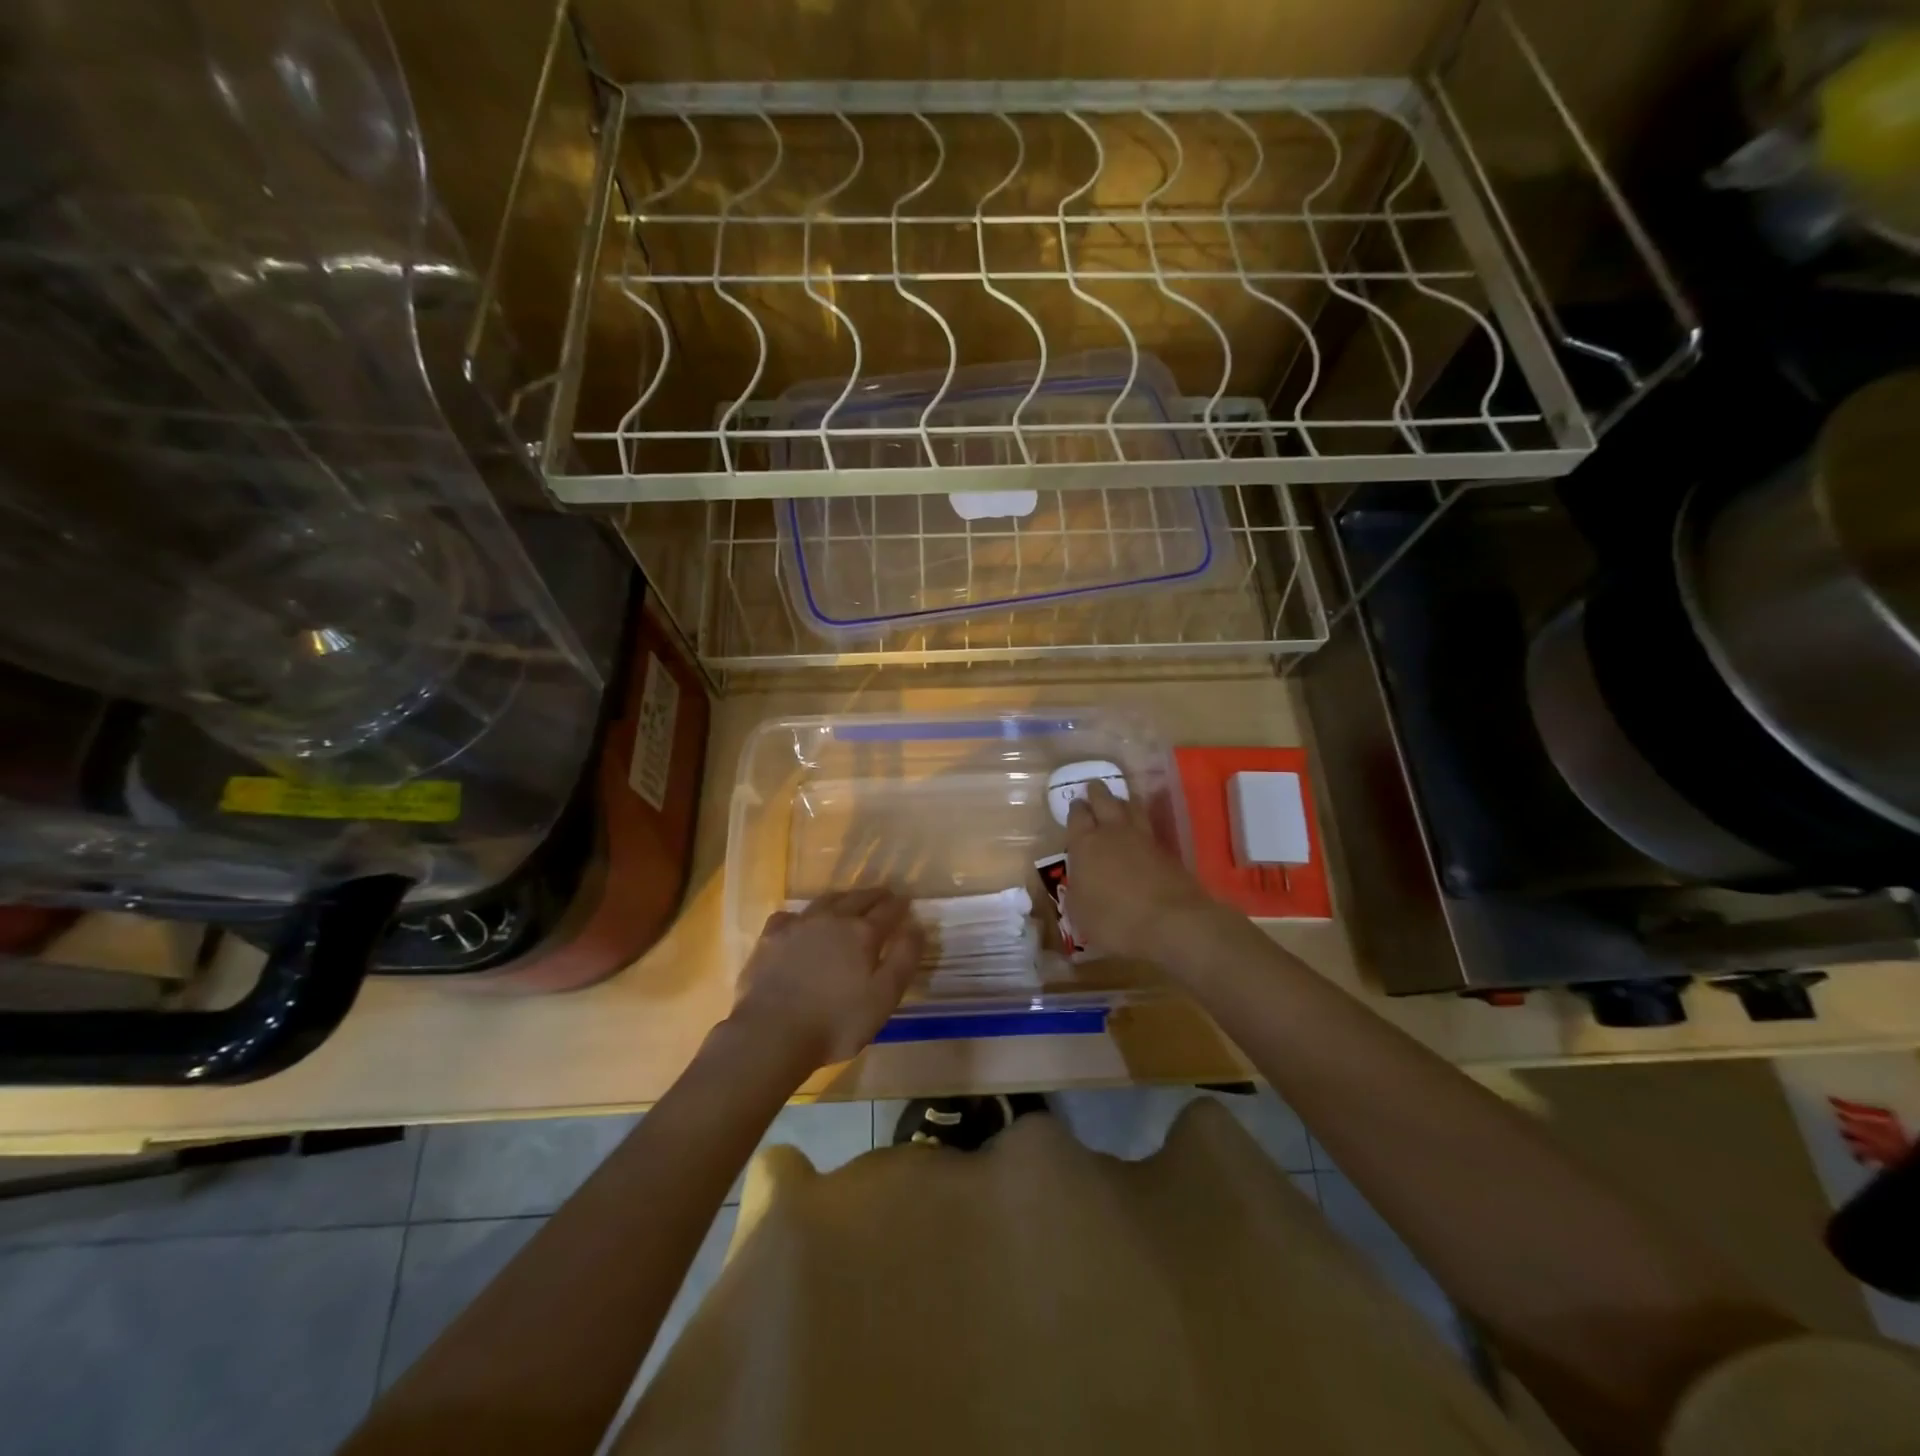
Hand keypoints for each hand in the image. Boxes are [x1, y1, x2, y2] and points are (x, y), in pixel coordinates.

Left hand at [728, 889, 924, 1071]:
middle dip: (874, 896)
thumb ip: (904, 959)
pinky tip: (799, 923)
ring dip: (842, 898)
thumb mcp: (884, 997)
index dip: (899, 905)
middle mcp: (832, 919)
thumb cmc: (836, 1022)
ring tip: (849, 901)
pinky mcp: (770, 938)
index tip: (906, 901)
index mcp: (862, 933)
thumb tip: (917, 926)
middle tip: (883, 895)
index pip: (888, 911)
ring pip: (825, 901)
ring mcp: (798, 926)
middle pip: (858, 899)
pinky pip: (789, 916)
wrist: (772, 1034)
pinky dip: (801, 916)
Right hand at [1064, 780, 1226, 964]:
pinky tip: (1141, 830)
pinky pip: (1150, 827)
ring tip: (1120, 800)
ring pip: (1132, 807)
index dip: (1076, 810)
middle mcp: (1113, 832)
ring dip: (1123, 801)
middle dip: (1097, 793)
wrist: (1171, 922)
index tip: (1076, 806)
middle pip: (1104, 801)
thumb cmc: (1114, 919)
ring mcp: (1143, 838)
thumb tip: (1078, 882)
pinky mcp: (1166, 850)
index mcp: (1085, 843)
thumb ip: (1076, 891)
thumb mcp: (1079, 912)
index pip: (1077, 816)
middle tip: (1094, 788)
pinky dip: (1142, 823)